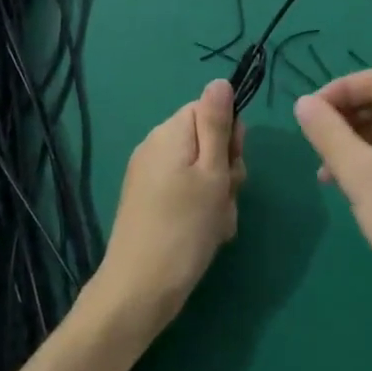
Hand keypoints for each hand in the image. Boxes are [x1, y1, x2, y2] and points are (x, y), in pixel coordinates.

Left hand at [94, 79, 245, 332]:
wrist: (140, 290)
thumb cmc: (184, 227)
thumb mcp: (211, 172)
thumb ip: (217, 124)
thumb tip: (220, 81)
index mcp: (170, 132)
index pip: (210, 110)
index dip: (229, 137)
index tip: (231, 167)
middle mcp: (155, 146)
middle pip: (206, 141)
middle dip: (225, 170)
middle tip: (224, 198)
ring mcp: (148, 175)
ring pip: (201, 171)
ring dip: (217, 195)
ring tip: (215, 224)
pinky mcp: (147, 201)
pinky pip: (185, 192)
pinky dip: (200, 209)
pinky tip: (204, 235)